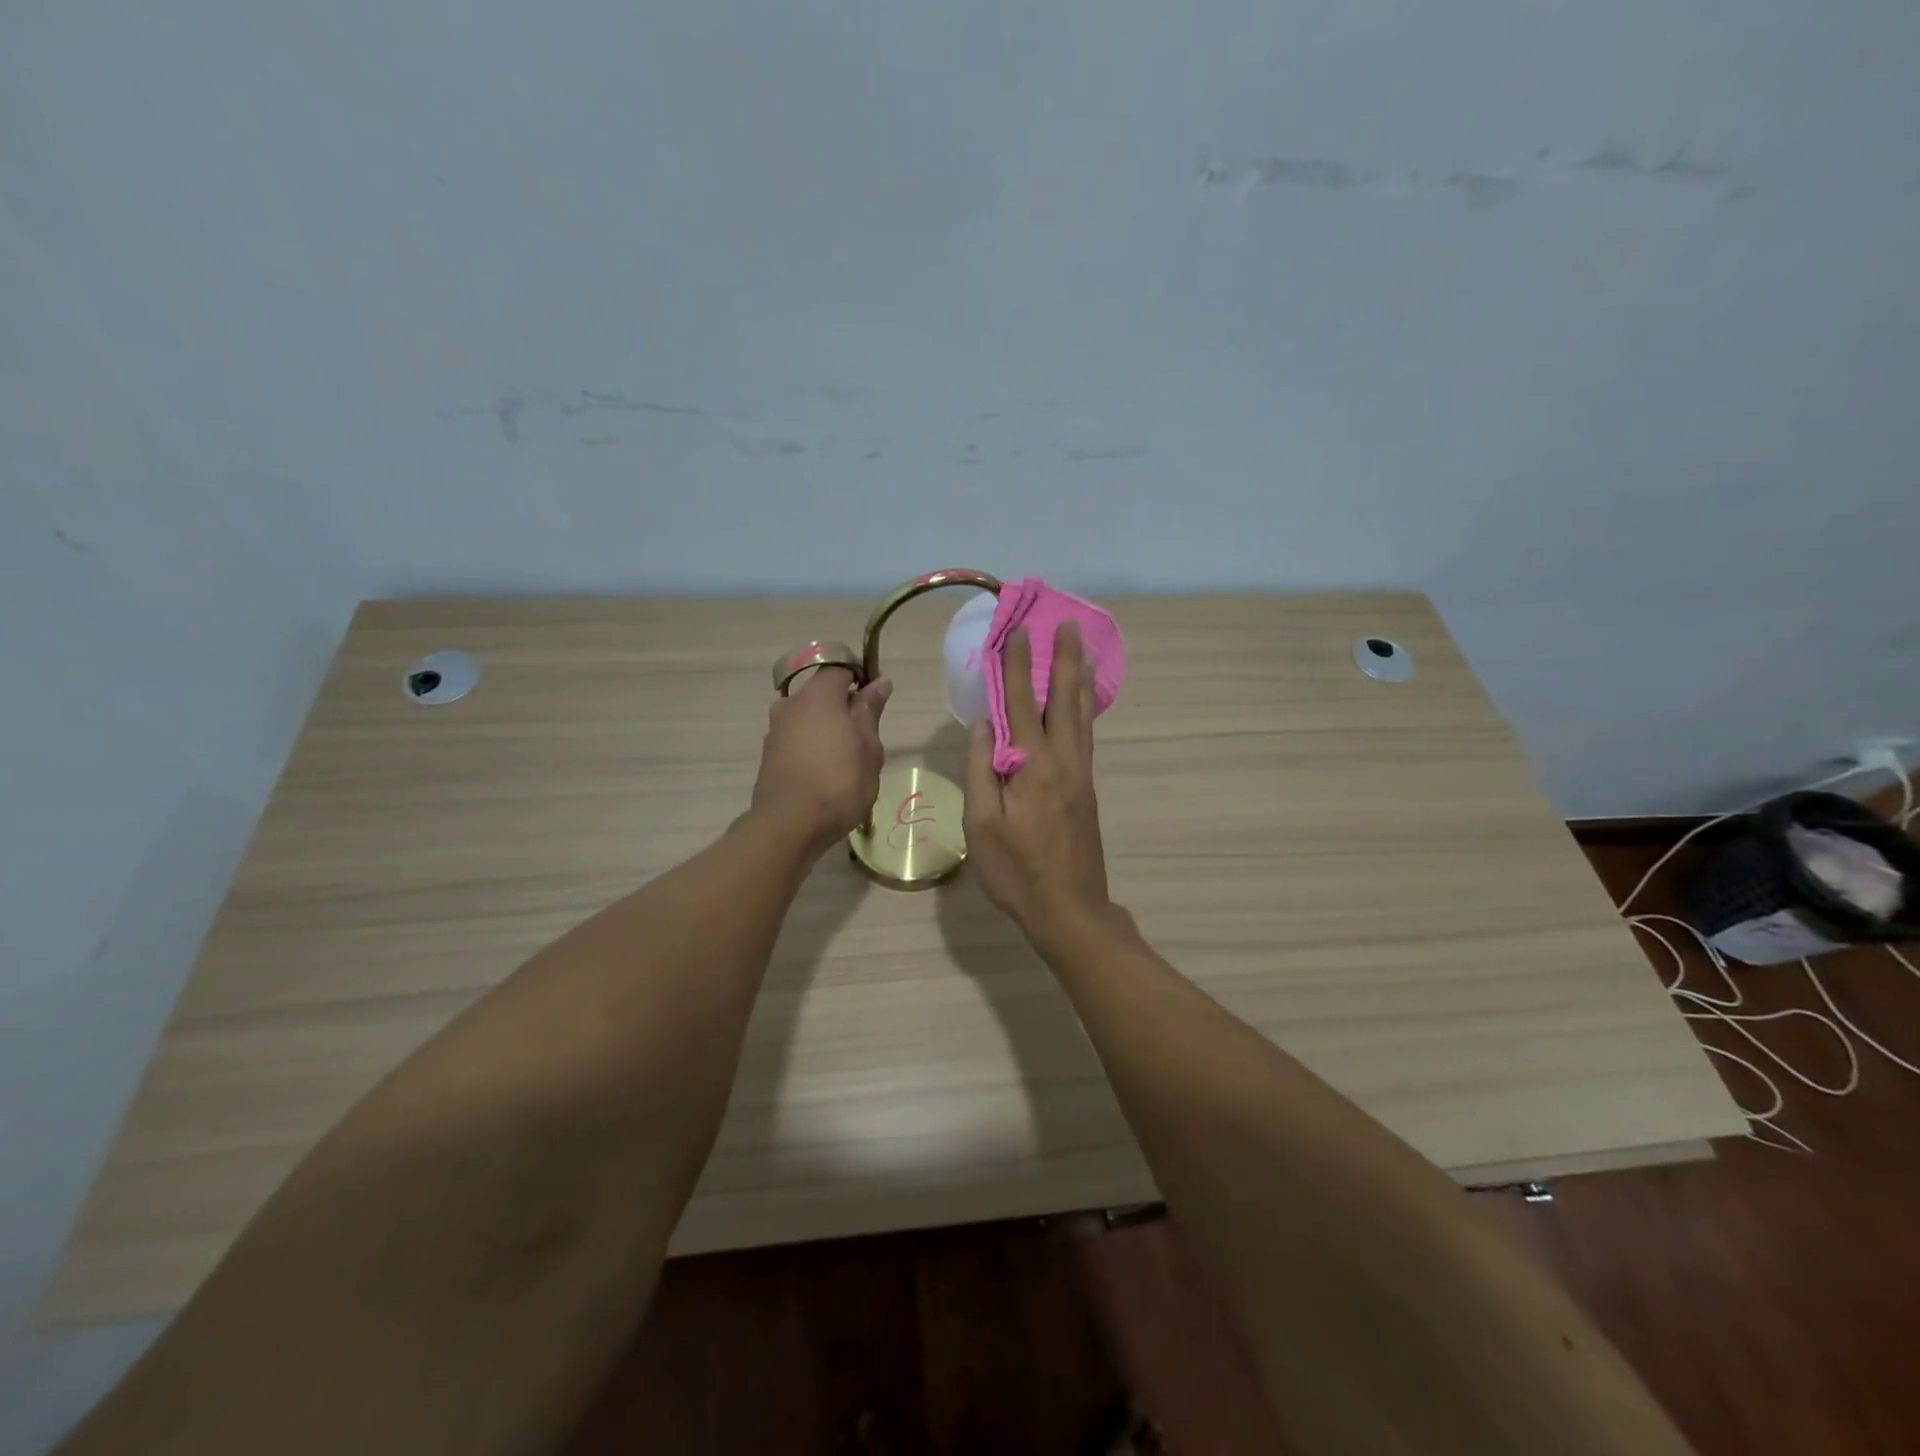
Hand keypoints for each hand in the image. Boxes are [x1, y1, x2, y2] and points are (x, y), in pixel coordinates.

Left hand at [750, 667, 891, 852]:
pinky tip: (826, 771)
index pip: (840, 668)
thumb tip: (880, 682)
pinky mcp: (769, 753)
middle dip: (844, 707)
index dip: (860, 678)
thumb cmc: (839, 782)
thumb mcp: (869, 747)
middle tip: (866, 737)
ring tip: (847, 759)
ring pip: (808, 716)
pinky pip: (797, 737)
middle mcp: (791, 704)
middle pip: (822, 693)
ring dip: (828, 728)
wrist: (789, 825)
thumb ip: (870, 711)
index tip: (876, 702)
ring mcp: (776, 729)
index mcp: (818, 695)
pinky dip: (813, 745)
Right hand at [964, 622, 1114, 946]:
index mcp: (1033, 766)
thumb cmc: (1016, 871)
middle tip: (1069, 624)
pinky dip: (1084, 710)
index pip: (1021, 703)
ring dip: (1079, 680)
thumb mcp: (982, 824)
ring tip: (1083, 651)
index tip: (1020, 631)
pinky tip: (1082, 705)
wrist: (1069, 909)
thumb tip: (985, 725)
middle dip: (1064, 659)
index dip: (1018, 666)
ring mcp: (1080, 775)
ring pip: (1081, 716)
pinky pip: (1085, 737)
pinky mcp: (1087, 790)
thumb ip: (982, 770)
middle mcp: (1063, 761)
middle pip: (1064, 700)